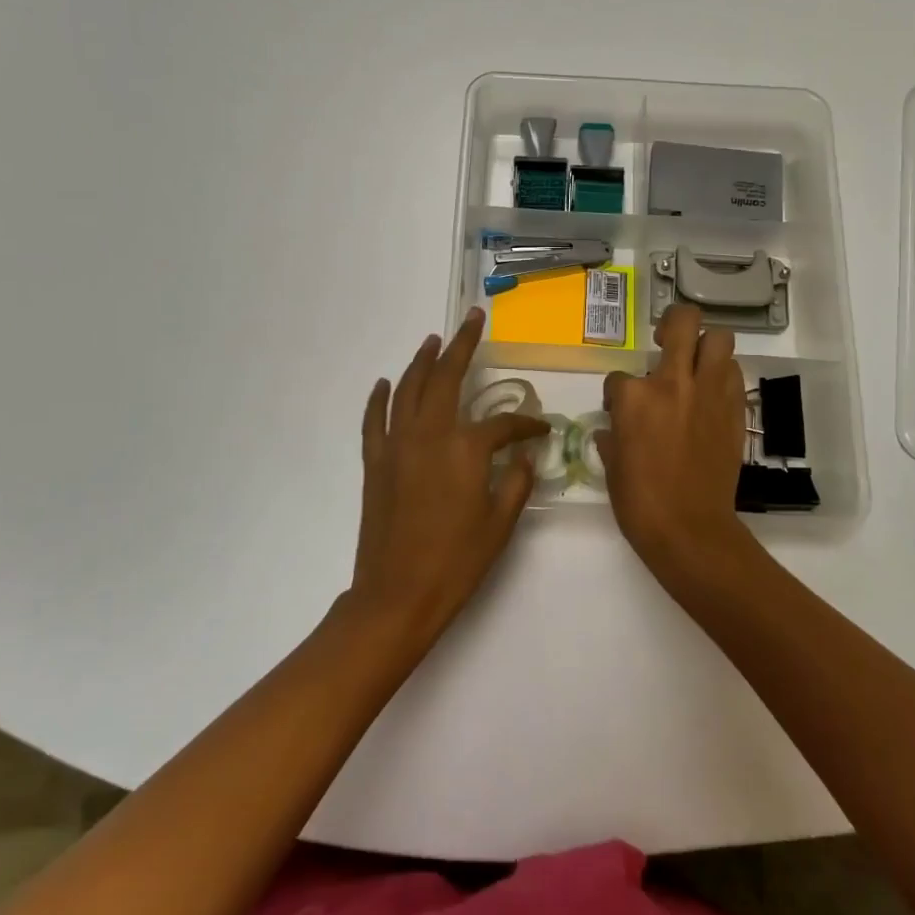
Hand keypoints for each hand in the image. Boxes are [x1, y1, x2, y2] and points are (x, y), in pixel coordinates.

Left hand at [348, 307, 547, 646]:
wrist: (397, 595)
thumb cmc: (455, 562)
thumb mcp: (499, 525)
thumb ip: (515, 482)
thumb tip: (523, 455)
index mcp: (464, 449)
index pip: (502, 424)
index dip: (525, 424)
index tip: (539, 430)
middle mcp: (428, 434)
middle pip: (445, 377)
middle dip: (461, 345)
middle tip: (472, 320)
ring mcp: (396, 445)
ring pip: (408, 389)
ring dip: (421, 361)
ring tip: (433, 340)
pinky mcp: (375, 461)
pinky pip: (374, 419)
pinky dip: (379, 397)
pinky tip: (385, 383)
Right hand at [598, 304, 752, 579]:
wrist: (690, 529)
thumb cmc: (640, 501)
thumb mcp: (612, 465)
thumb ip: (612, 437)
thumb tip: (613, 430)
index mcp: (634, 397)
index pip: (619, 376)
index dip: (617, 392)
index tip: (619, 411)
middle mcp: (673, 382)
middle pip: (682, 322)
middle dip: (673, 322)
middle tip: (666, 340)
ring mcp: (708, 393)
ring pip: (719, 339)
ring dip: (705, 346)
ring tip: (695, 364)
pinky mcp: (734, 410)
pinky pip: (733, 374)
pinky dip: (722, 375)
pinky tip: (711, 393)